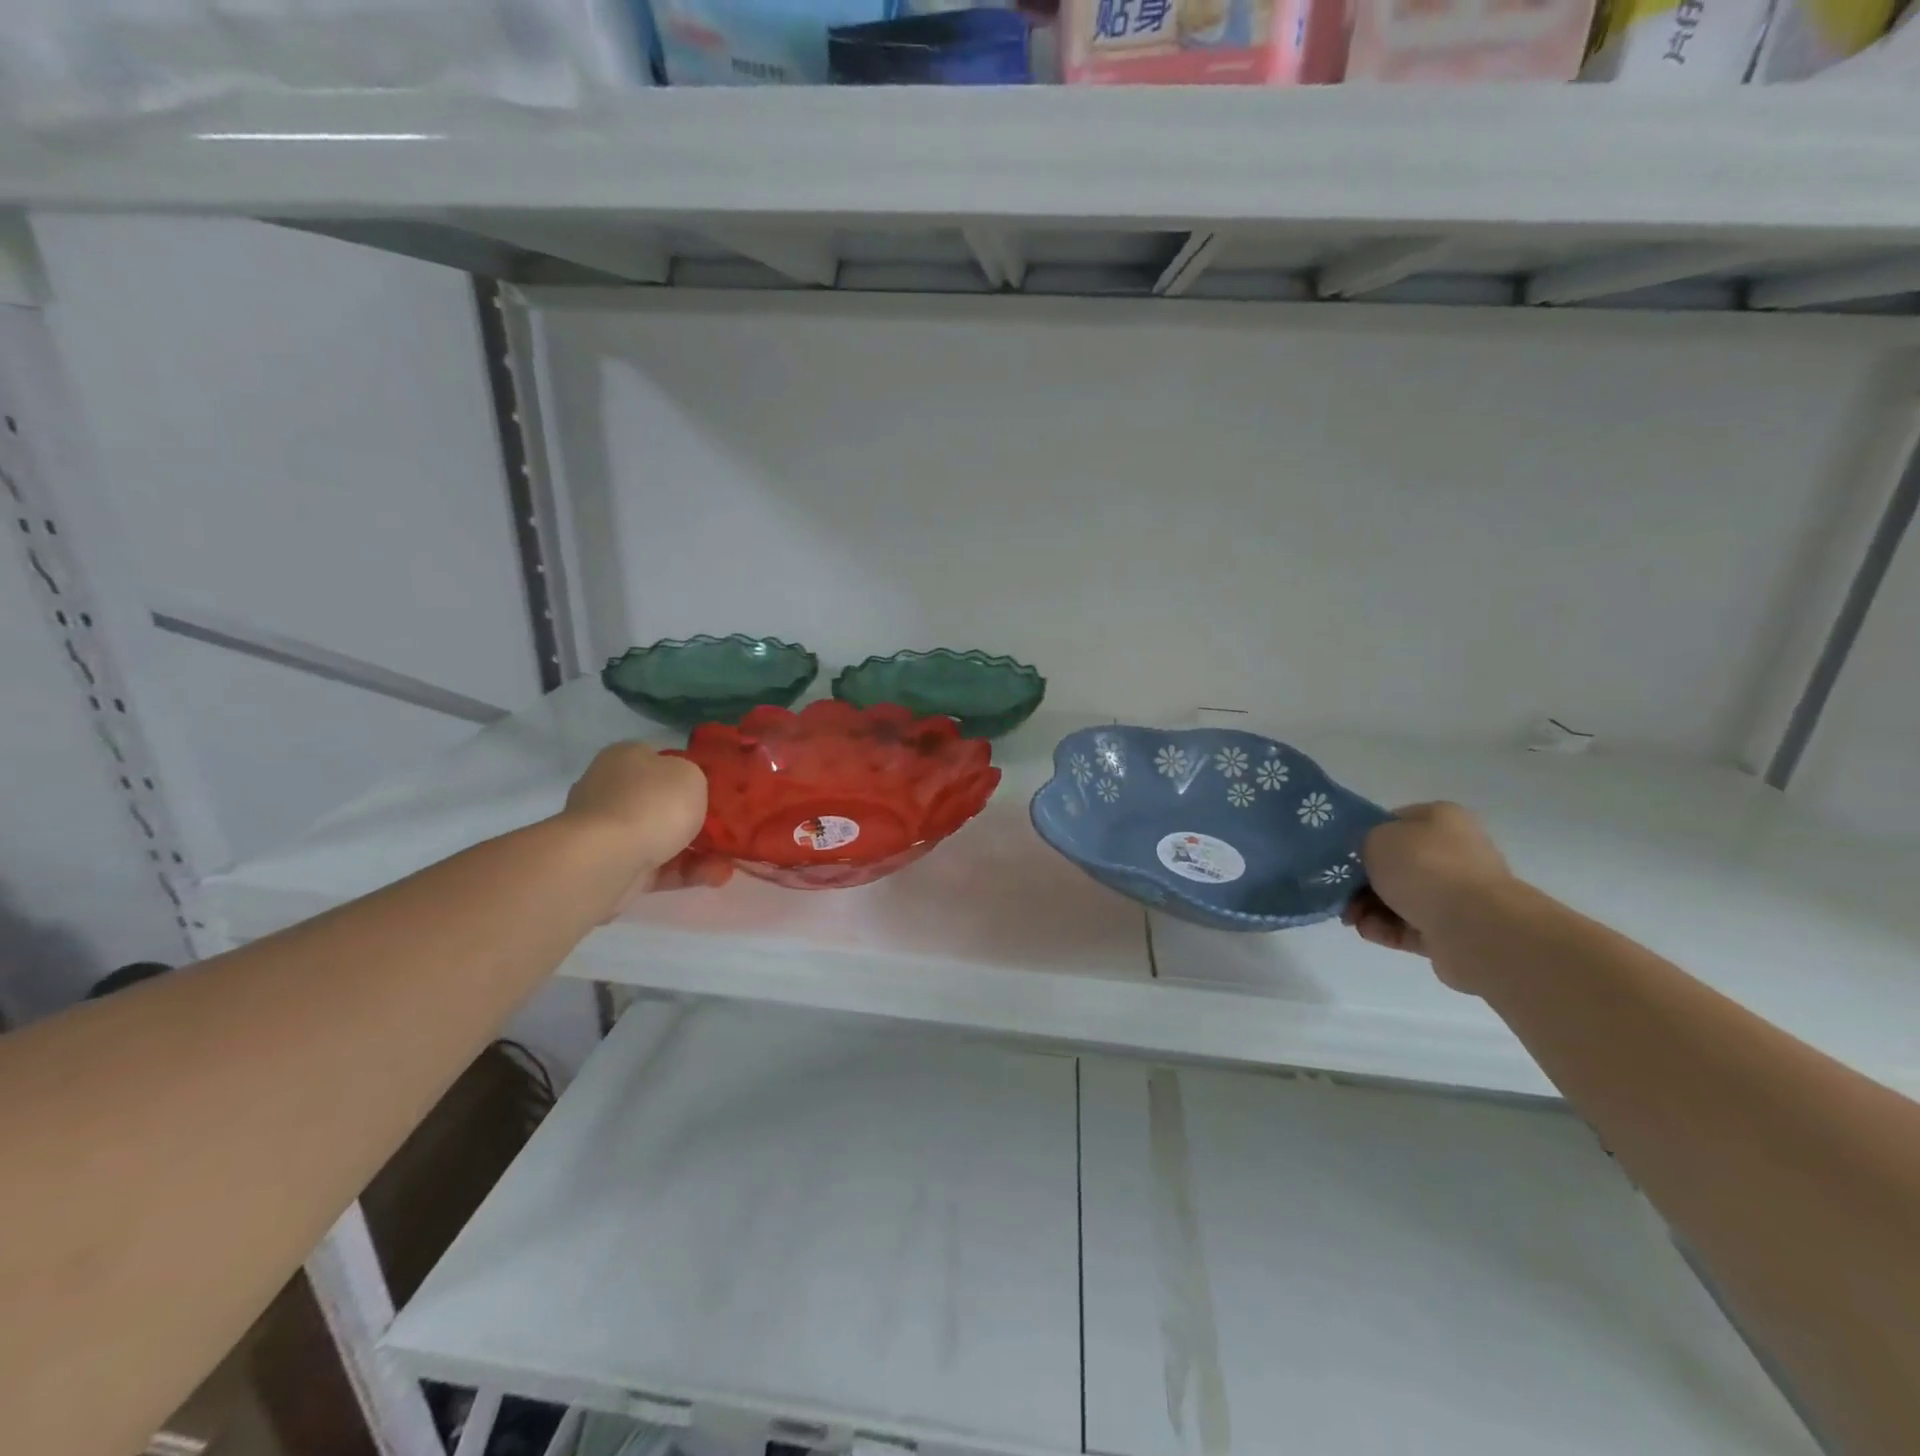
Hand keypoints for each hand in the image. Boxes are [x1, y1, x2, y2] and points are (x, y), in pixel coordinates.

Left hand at [561, 743, 731, 912]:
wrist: (605, 860)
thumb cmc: (651, 803)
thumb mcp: (690, 774)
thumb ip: (695, 778)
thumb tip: (685, 790)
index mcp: (626, 758)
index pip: (662, 761)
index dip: (691, 774)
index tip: (718, 791)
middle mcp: (613, 790)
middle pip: (663, 802)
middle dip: (697, 818)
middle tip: (729, 829)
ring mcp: (610, 832)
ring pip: (664, 838)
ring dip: (700, 851)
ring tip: (731, 862)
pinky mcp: (615, 868)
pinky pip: (660, 867)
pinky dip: (688, 871)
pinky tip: (717, 877)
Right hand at [1343, 802, 1510, 975]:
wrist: (1473, 926)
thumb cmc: (1423, 867)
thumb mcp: (1376, 837)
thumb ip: (1363, 842)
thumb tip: (1366, 860)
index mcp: (1442, 819)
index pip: (1394, 822)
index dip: (1364, 837)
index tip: (1340, 855)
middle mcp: (1455, 852)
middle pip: (1395, 864)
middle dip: (1361, 880)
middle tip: (1338, 890)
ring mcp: (1457, 893)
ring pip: (1399, 897)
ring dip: (1368, 906)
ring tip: (1348, 917)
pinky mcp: (1452, 929)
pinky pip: (1408, 926)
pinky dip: (1384, 928)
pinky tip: (1366, 930)